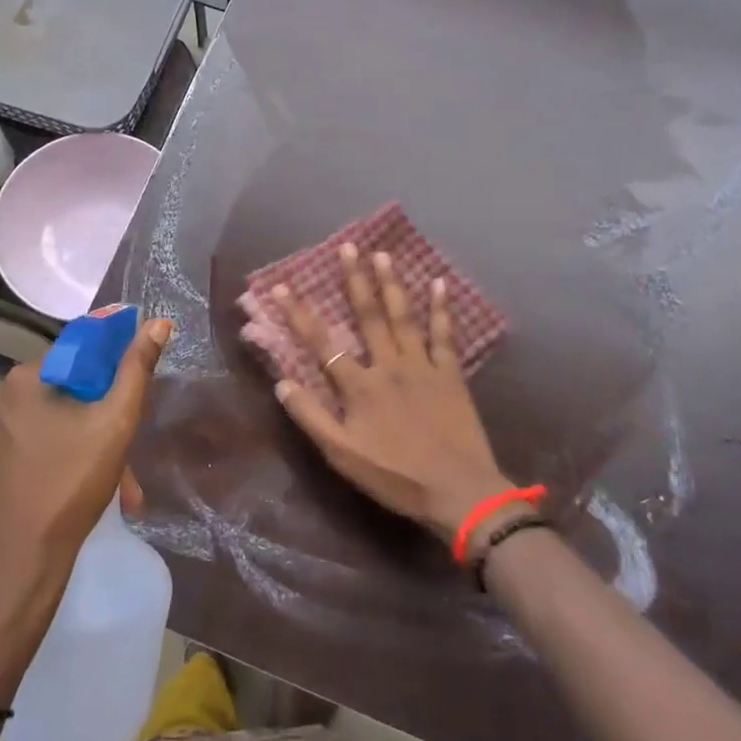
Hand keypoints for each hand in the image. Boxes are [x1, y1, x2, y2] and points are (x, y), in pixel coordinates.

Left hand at [0, 316, 171, 698]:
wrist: (16, 569)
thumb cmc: (68, 486)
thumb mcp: (115, 423)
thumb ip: (137, 369)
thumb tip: (158, 322)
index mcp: (25, 379)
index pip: (81, 348)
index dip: (117, 363)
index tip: (140, 388)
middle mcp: (2, 398)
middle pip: (73, 390)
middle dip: (110, 419)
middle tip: (133, 451)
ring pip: (62, 423)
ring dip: (97, 447)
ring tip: (125, 490)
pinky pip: (44, 446)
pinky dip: (72, 461)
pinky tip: (97, 495)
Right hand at [268, 245, 510, 538]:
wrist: (459, 492)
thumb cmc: (396, 477)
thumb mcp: (342, 456)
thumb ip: (311, 418)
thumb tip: (281, 382)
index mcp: (359, 386)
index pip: (321, 343)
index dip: (299, 314)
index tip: (281, 286)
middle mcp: (389, 365)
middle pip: (368, 316)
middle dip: (354, 280)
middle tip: (348, 247)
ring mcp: (422, 366)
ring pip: (403, 317)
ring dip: (391, 284)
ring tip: (383, 254)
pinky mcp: (450, 374)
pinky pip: (444, 335)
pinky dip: (442, 309)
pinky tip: (439, 284)